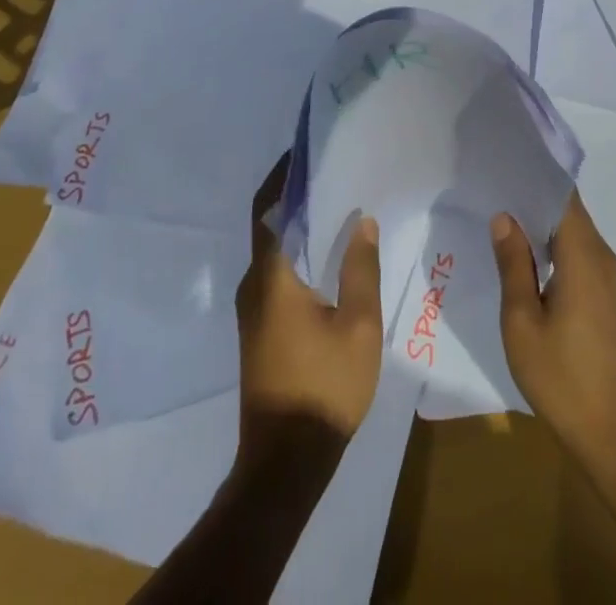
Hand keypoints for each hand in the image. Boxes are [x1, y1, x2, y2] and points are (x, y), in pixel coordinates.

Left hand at [234, 154, 384, 456]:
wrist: (284, 463)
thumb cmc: (324, 387)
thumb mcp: (358, 326)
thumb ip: (361, 269)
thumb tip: (363, 221)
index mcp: (272, 276)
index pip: (268, 208)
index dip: (282, 176)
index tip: (307, 152)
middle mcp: (254, 284)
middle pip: (270, 224)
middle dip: (297, 195)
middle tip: (335, 173)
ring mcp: (252, 308)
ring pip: (273, 250)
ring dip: (299, 225)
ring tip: (339, 205)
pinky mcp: (259, 327)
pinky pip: (276, 272)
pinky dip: (298, 251)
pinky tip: (329, 254)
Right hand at [491, 191, 615, 467]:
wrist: (609, 431)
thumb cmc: (560, 376)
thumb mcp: (522, 321)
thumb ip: (513, 264)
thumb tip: (505, 216)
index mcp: (583, 255)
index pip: (562, 195)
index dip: (535, 177)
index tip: (505, 165)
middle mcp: (600, 255)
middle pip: (567, 209)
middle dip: (533, 196)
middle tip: (493, 186)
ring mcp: (606, 275)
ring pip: (572, 230)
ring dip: (541, 221)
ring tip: (502, 213)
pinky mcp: (604, 294)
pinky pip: (577, 251)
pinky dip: (552, 243)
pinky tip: (524, 252)